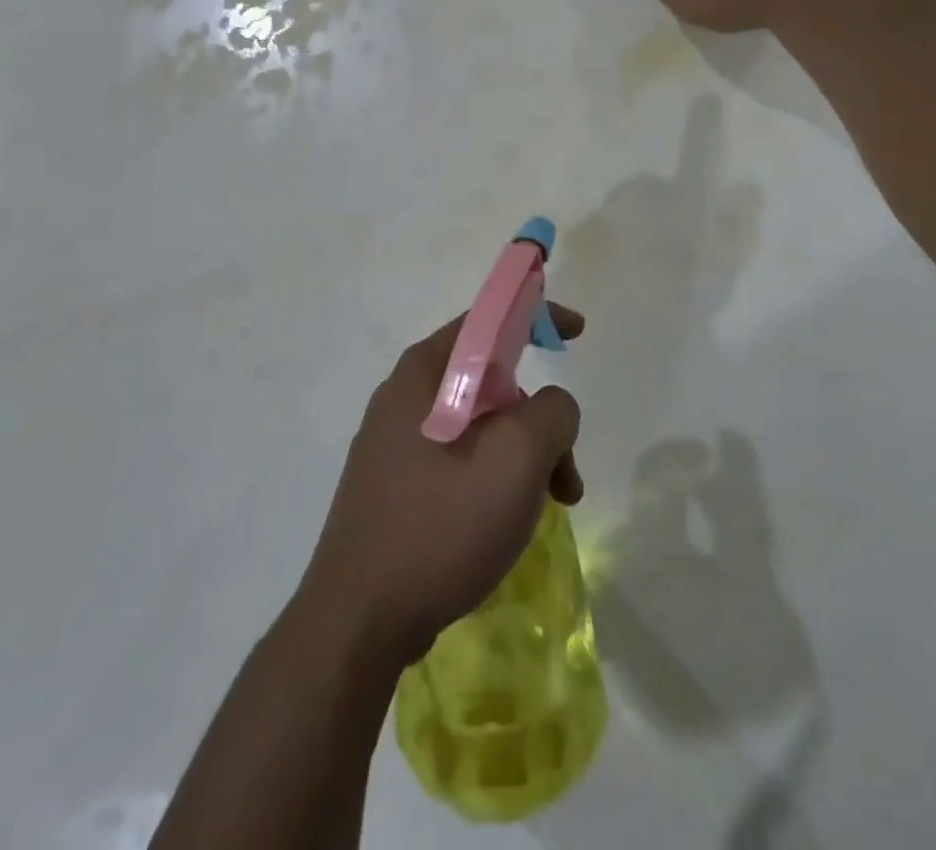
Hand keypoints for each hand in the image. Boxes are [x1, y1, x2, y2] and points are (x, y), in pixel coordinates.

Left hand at [297, 306, 586, 663]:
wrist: (357, 621)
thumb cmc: (441, 524)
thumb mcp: (517, 458)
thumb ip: (552, 412)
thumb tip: (550, 408)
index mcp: (425, 371)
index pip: (489, 319)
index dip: (537, 315)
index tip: (577, 333)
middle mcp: (404, 395)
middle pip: (490, 381)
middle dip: (539, 419)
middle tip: (566, 473)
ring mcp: (393, 441)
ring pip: (478, 426)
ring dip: (522, 457)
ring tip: (548, 509)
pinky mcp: (392, 483)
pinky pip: (457, 459)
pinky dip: (493, 478)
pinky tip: (504, 524)